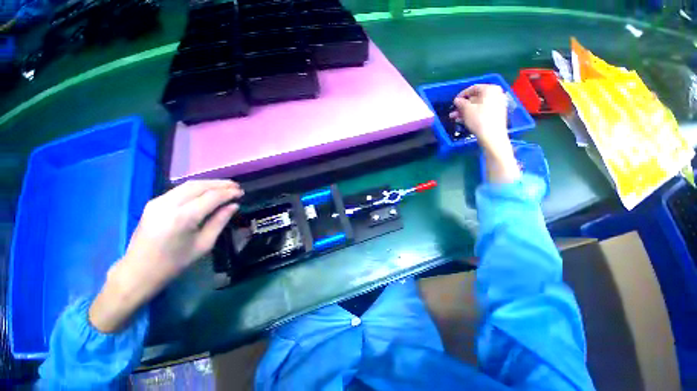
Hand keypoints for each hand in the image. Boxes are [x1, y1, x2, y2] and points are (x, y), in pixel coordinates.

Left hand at [89, 180, 242, 332]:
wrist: (138, 271)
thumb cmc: (174, 263)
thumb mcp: (204, 244)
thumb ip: (220, 221)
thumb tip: (234, 206)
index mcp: (183, 218)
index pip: (211, 197)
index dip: (229, 193)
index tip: (242, 193)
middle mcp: (169, 204)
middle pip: (199, 185)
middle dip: (220, 184)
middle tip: (236, 186)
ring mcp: (158, 201)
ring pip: (189, 184)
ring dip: (210, 183)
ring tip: (225, 186)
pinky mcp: (154, 202)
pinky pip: (180, 189)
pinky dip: (197, 187)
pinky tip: (207, 191)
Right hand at [450, 84, 519, 182]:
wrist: (492, 136)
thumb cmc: (479, 119)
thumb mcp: (467, 110)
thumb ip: (461, 103)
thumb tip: (457, 100)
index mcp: (490, 89)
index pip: (473, 88)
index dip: (462, 94)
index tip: (454, 101)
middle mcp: (496, 94)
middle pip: (476, 98)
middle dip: (462, 105)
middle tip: (453, 112)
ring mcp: (497, 104)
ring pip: (478, 106)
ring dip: (465, 111)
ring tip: (454, 118)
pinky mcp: (496, 114)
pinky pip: (482, 111)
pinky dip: (472, 114)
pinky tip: (463, 120)